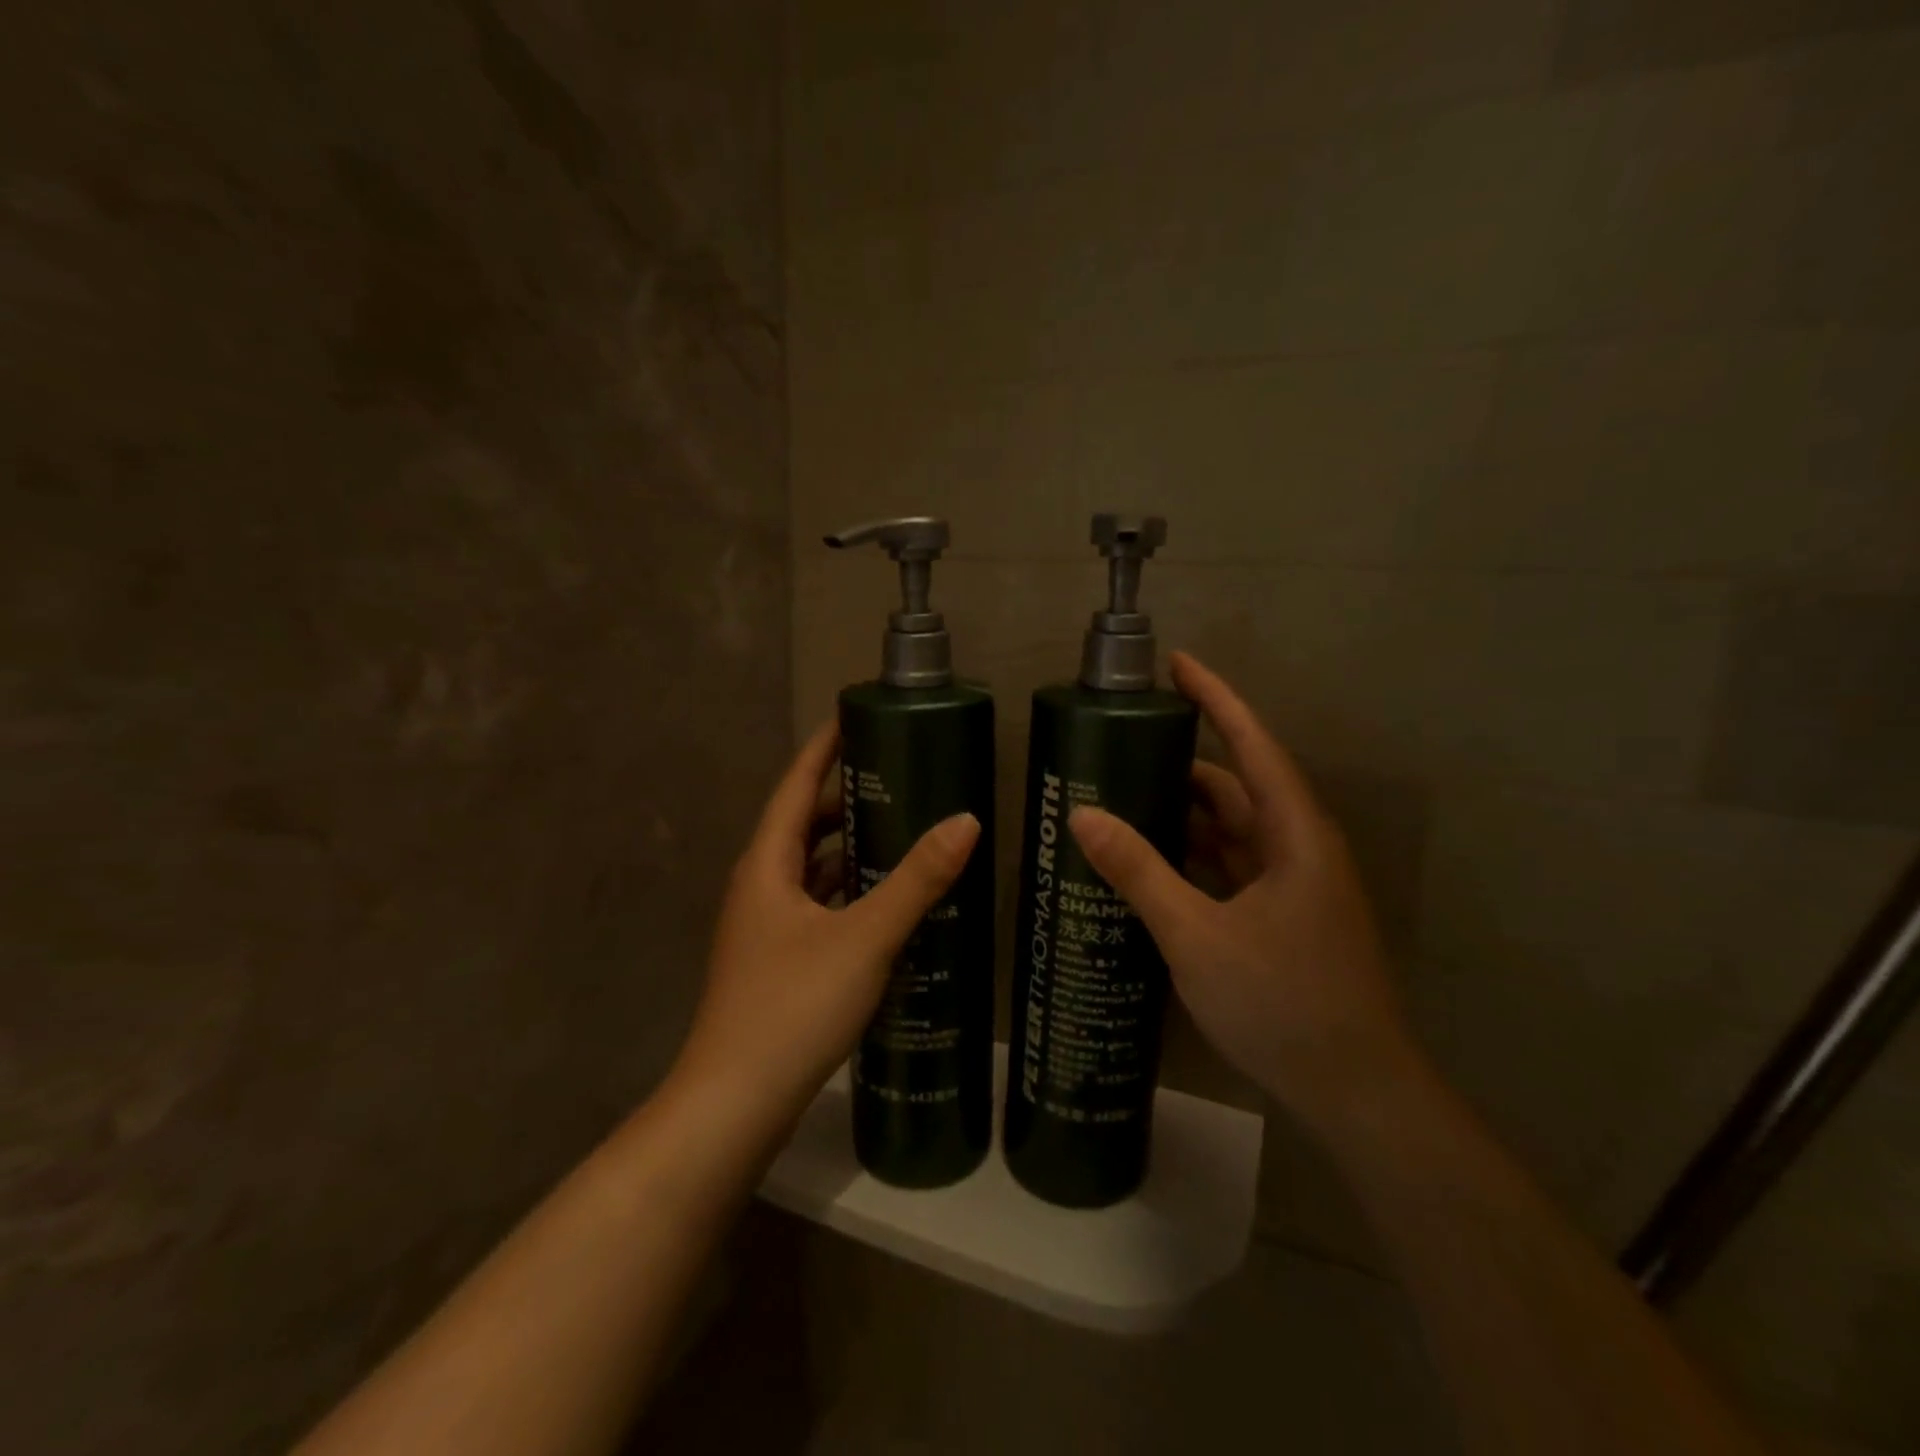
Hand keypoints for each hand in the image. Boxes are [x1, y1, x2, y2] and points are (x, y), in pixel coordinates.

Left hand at [672, 722, 980, 1123]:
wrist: (734, 1103)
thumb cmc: (791, 1005)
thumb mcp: (864, 937)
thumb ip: (916, 880)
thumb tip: (965, 821)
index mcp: (767, 864)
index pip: (796, 786)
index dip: (824, 748)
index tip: (856, 717)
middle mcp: (760, 886)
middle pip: (805, 825)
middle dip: (849, 799)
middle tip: (902, 779)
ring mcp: (766, 927)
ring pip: (813, 870)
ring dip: (852, 849)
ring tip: (905, 833)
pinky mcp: (778, 961)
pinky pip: (819, 906)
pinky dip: (850, 893)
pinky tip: (887, 904)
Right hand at [1067, 652, 1419, 1133]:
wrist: (1357, 1092)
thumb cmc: (1284, 1003)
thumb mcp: (1197, 935)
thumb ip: (1140, 872)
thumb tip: (1083, 816)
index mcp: (1294, 835)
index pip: (1252, 744)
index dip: (1216, 699)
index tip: (1177, 664)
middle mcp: (1297, 848)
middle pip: (1235, 786)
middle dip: (1179, 763)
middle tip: (1117, 749)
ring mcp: (1291, 885)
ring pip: (1230, 830)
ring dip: (1181, 814)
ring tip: (1119, 798)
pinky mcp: (1281, 917)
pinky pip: (1229, 867)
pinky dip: (1190, 856)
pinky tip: (1149, 862)